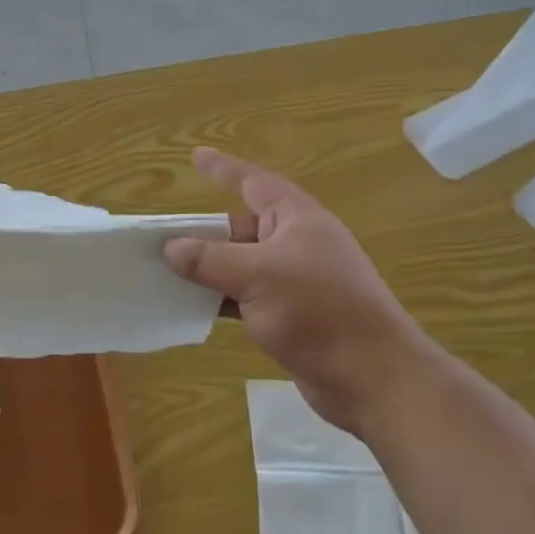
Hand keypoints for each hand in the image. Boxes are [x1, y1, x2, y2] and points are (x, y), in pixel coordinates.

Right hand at [162, 147, 416, 435]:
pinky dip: (222, 298)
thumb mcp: (256, 276)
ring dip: (209, 269)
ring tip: (165, 271)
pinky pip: (247, 296)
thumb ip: (209, 259)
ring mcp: (296, 281)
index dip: (222, 168)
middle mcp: (296, 242)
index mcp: (296, 218)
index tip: (195, 156)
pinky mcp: (293, 315)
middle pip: (241, 227)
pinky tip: (193, 307)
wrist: (373, 377)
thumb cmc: (317, 310)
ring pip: (241, 265)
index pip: (252, 181)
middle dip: (204, 232)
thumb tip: (170, 248)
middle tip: (162, 236)